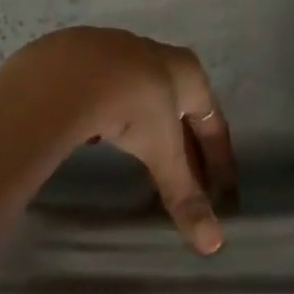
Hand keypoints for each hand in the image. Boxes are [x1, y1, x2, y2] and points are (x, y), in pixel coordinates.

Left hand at [0, 27, 237, 254]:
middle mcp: (157, 54)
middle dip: (182, 144)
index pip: (213, 121)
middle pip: (178, 107)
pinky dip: (108, 113)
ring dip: (144, 125)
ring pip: (140, 94)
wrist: (70, 71)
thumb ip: (184, 193)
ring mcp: (119, 49)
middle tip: (184, 180)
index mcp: (187, 72)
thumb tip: (213, 243)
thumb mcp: (161, 152)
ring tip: (139, 156)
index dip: (219, 158)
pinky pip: (104, 90)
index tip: (222, 190)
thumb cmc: (133, 106)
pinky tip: (95, 133)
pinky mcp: (84, 55)